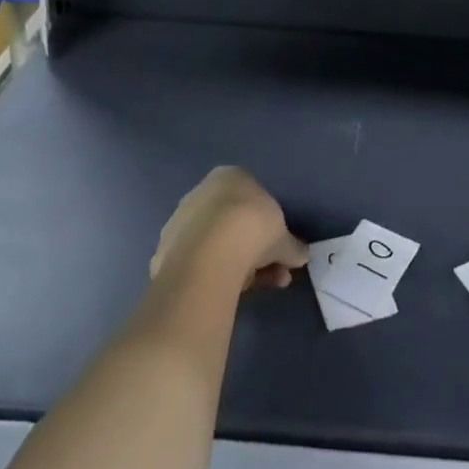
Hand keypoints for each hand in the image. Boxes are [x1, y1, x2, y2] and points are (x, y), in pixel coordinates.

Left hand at [150, 167, 308, 291]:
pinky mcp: (166, 251)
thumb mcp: (283, 238)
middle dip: (256, 251)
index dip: (270, 228)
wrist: (209, 253)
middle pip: (234, 224)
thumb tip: (302, 255)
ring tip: (258, 289)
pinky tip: (228, 292)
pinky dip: (214, 275)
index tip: (281, 251)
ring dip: (239, 266)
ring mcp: (180, 221)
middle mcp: (202, 192)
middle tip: (275, 275)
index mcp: (230, 177)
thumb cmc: (252, 228)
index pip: (254, 200)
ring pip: (216, 245)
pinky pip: (198, 263)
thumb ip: (292, 246)